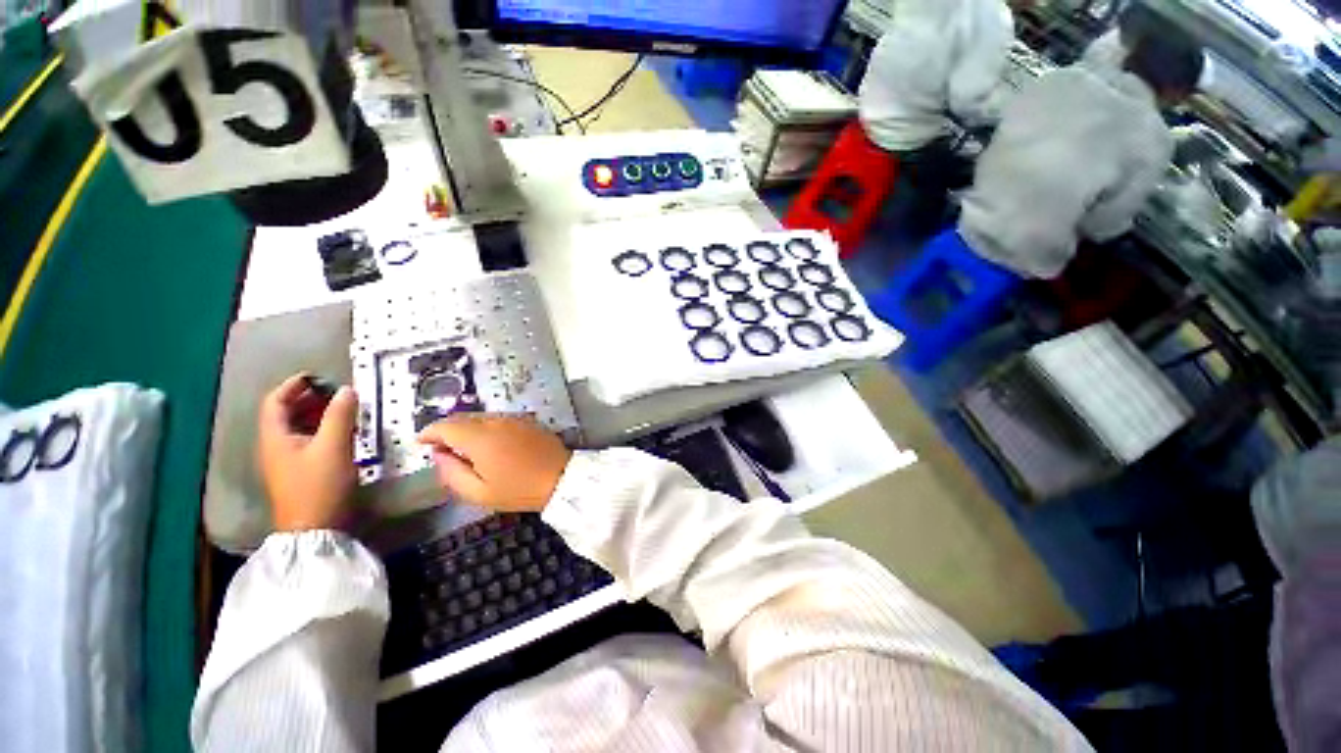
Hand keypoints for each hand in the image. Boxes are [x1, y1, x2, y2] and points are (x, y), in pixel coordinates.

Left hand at [258, 374, 359, 531]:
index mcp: (275, 437)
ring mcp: (287, 461)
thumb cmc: (319, 485)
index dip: (293, 386)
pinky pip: (307, 441)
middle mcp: (275, 446)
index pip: (275, 402)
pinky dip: (322, 430)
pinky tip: (342, 433)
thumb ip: (340, 416)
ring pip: (297, 428)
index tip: (318, 376)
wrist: (315, 528)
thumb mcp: (334, 447)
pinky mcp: (300, 471)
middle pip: (285, 413)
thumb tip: (347, 389)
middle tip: (337, 392)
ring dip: (317, 414)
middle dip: (308, 398)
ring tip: (344, 409)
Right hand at [417, 415, 571, 511]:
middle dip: (447, 430)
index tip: (421, 442)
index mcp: (480, 438)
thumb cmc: (519, 490)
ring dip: (467, 428)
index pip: (445, 426)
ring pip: (481, 417)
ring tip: (465, 448)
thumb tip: (438, 454)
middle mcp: (495, 421)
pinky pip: (498, 419)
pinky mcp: (527, 420)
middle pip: (463, 418)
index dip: (429, 433)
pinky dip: (486, 427)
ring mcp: (514, 418)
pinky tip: (489, 443)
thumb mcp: (479, 492)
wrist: (562, 478)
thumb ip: (451, 472)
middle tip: (441, 448)